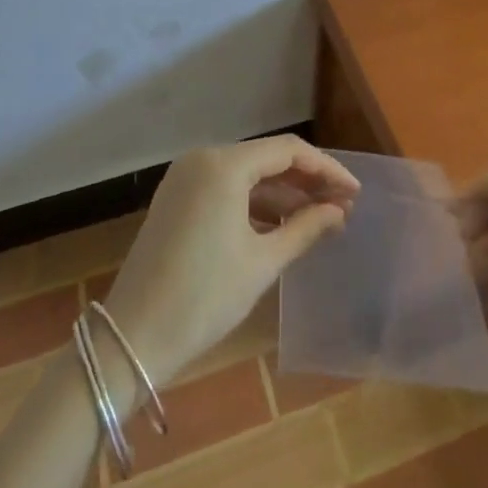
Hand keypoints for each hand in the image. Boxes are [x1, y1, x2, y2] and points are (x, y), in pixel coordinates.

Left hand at [102, 136, 359, 386]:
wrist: (133, 337)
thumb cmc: (205, 297)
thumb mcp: (263, 262)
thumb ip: (305, 228)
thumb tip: (339, 211)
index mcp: (223, 164)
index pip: (288, 151)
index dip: (326, 169)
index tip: (354, 192)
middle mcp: (202, 158)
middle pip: (266, 158)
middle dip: (305, 181)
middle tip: (341, 206)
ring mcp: (185, 177)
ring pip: (246, 174)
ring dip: (282, 193)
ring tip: (318, 218)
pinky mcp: (176, 198)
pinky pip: (225, 188)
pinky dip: (254, 202)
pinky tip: (280, 226)